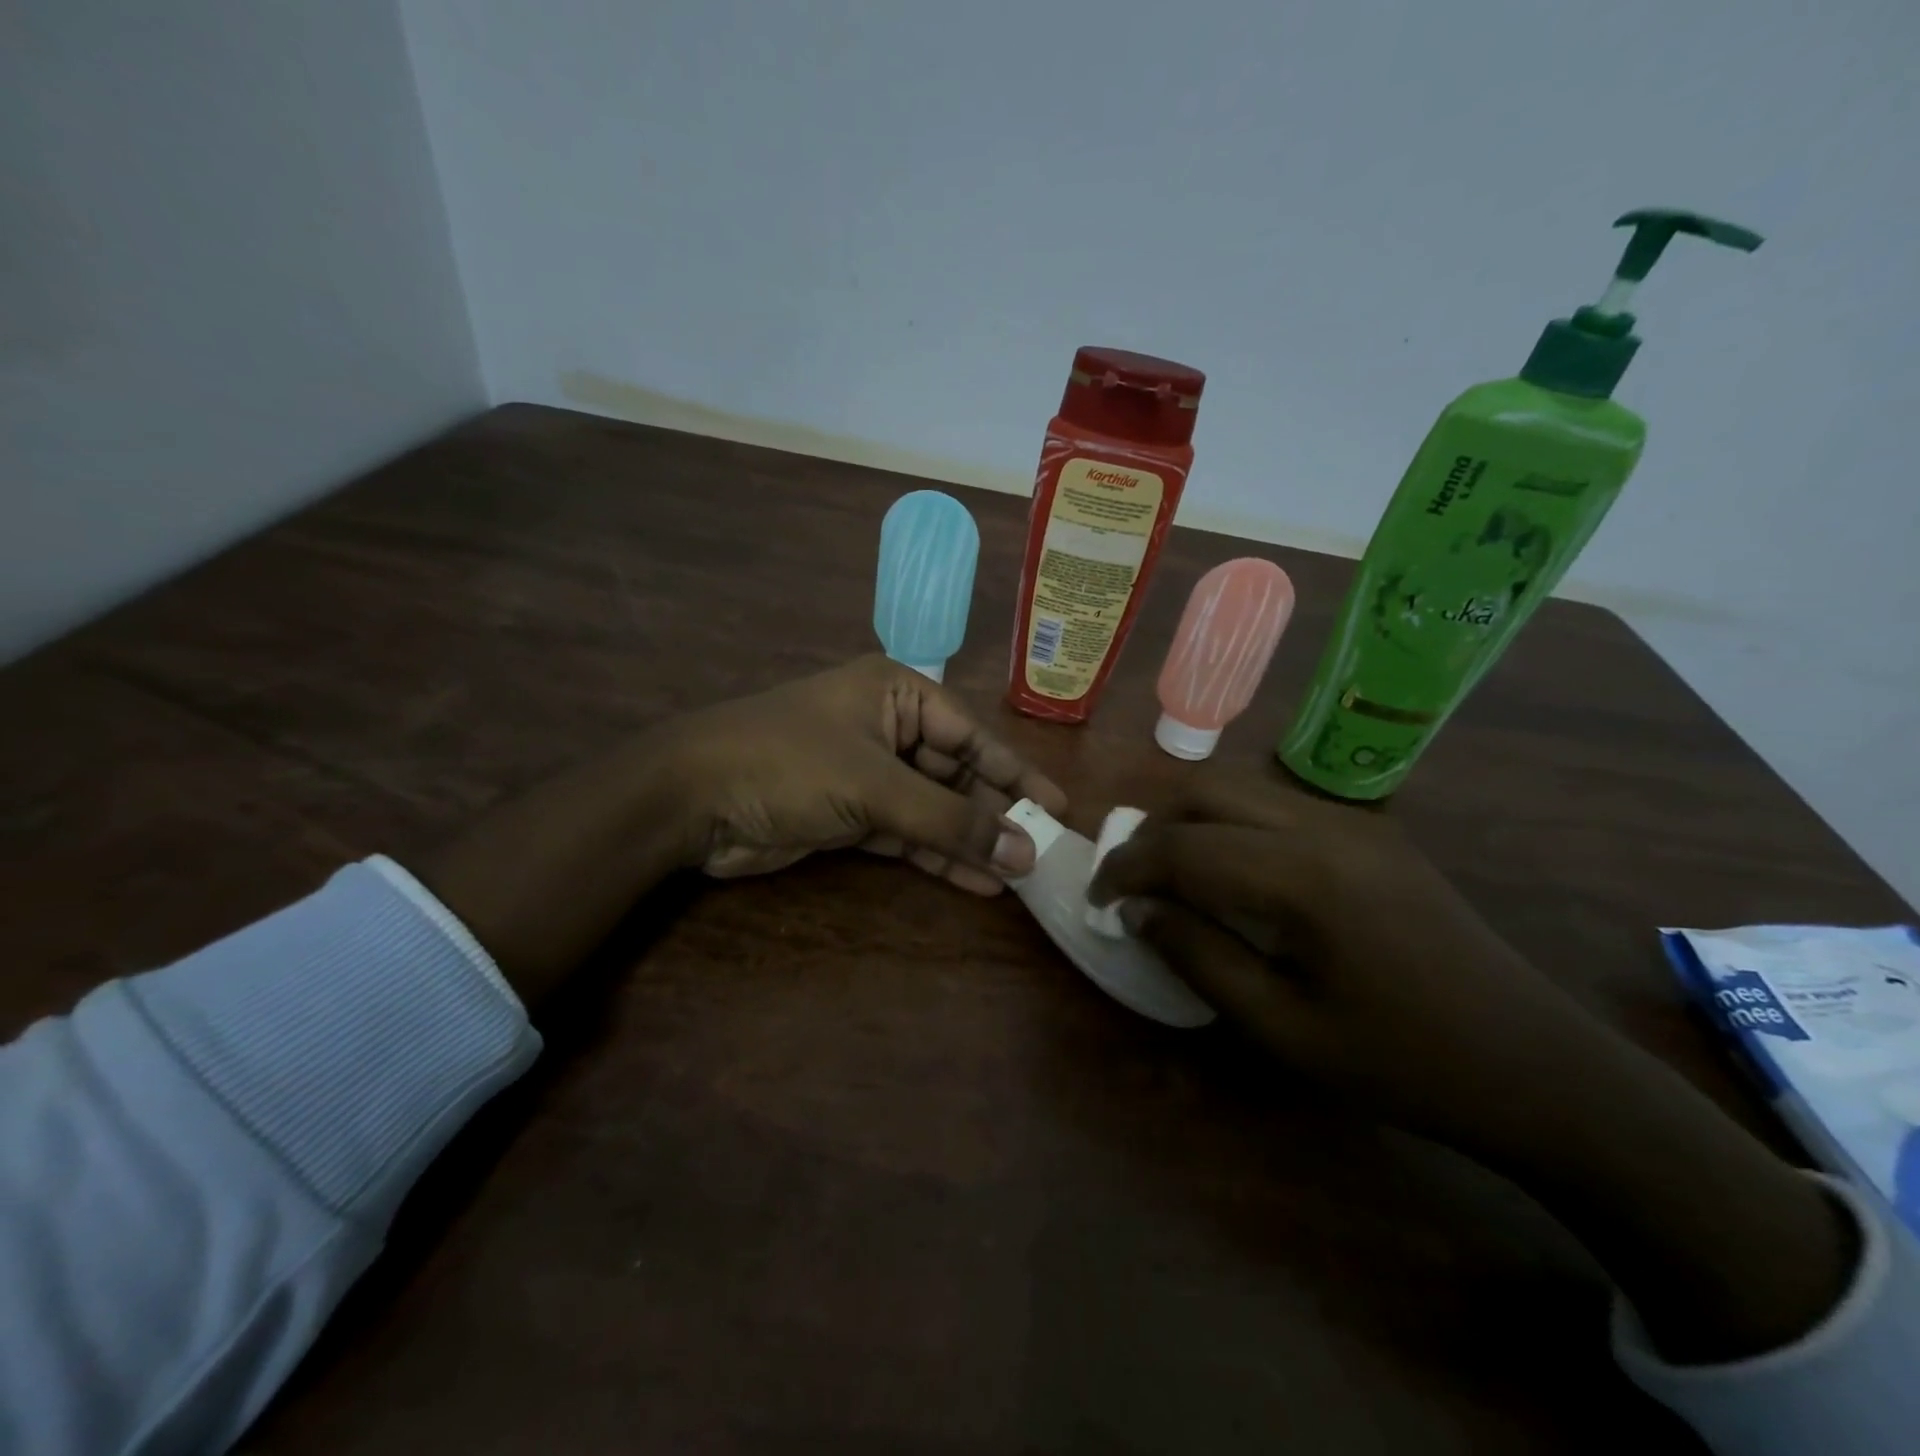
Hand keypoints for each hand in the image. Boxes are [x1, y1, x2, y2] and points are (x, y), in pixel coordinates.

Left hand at [419, 656, 1064, 1004]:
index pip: (972, 735)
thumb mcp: (876, 785)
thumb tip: (1025, 852)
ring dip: (969, 841)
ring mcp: (866, 772)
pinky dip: (935, 856)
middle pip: (955, 774)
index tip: (1057, 809)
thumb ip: (951, 820)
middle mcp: (886, 726)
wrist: (690, 799)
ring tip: (1018, 876)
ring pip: (932, 808)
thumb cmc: (789, 764)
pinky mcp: (848, 813)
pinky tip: (976, 882)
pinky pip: (905, 833)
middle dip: (994, 815)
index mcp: (896, 693)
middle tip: (1042, 854)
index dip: (1015, 775)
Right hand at [1089, 775, 1855, 1362]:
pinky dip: (1231, 821)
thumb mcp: (1285, 1029)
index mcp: (1304, 876)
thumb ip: (1200, 958)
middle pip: (1208, 790)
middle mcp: (1326, 825)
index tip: (1097, 898)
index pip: (1185, 845)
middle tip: (1129, 878)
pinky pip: (1276, 803)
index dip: (1127, 866)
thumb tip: (1138, 910)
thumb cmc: (1404, 1062)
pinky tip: (1229, 870)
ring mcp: (1354, 821)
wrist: (1536, 1065)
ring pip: (1242, 786)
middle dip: (1153, 828)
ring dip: (1190, 818)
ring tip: (1169, 872)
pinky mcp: (1371, 831)